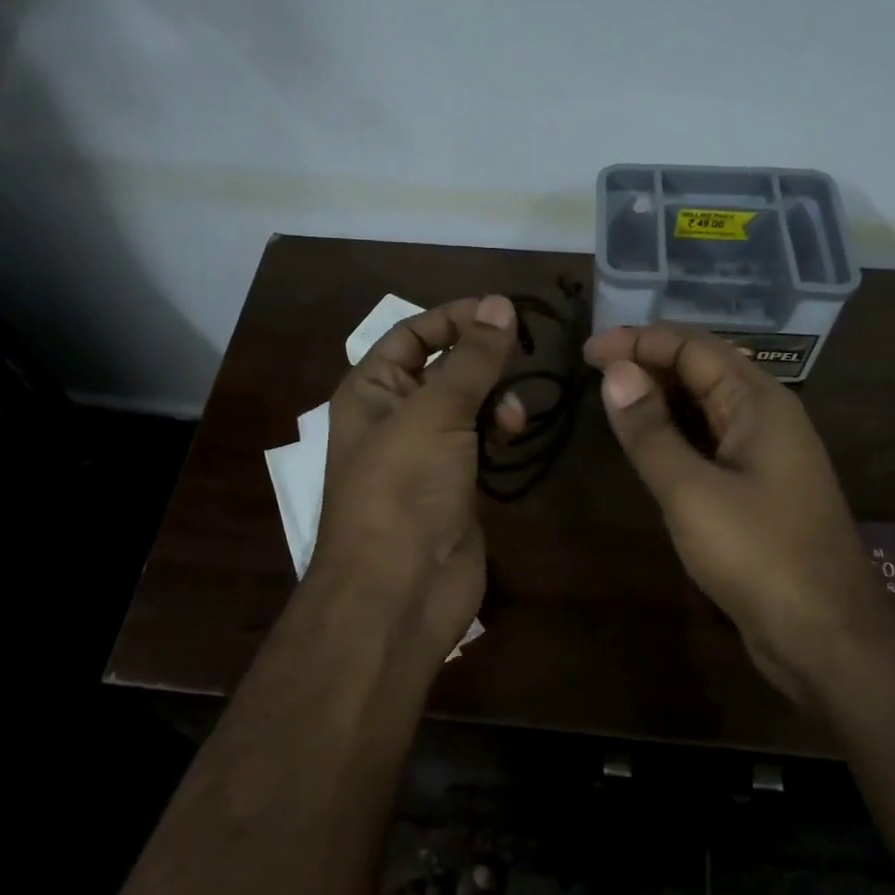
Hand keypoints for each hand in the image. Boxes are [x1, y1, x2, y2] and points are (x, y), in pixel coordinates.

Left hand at [312, 296, 523, 671]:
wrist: (400, 590)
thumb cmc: (404, 489)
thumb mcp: (435, 412)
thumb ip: (471, 359)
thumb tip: (500, 304)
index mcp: (371, 391)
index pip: (411, 334)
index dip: (454, 318)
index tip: (504, 312)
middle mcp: (395, 417)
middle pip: (443, 368)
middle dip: (481, 360)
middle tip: (523, 356)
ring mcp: (426, 455)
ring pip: (467, 406)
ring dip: (495, 399)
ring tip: (514, 416)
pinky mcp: (455, 486)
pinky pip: (480, 443)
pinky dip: (499, 433)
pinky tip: (515, 435)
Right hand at [583, 324, 894, 701]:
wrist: (824, 635)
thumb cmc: (758, 554)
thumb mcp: (691, 491)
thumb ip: (650, 431)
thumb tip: (614, 372)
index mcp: (760, 403)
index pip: (694, 347)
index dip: (639, 341)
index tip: (587, 351)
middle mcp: (767, 418)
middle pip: (703, 370)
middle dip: (649, 363)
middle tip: (591, 372)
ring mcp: (765, 456)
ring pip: (706, 408)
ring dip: (660, 398)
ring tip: (609, 400)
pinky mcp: (757, 490)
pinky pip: (710, 443)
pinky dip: (674, 434)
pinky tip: (645, 445)